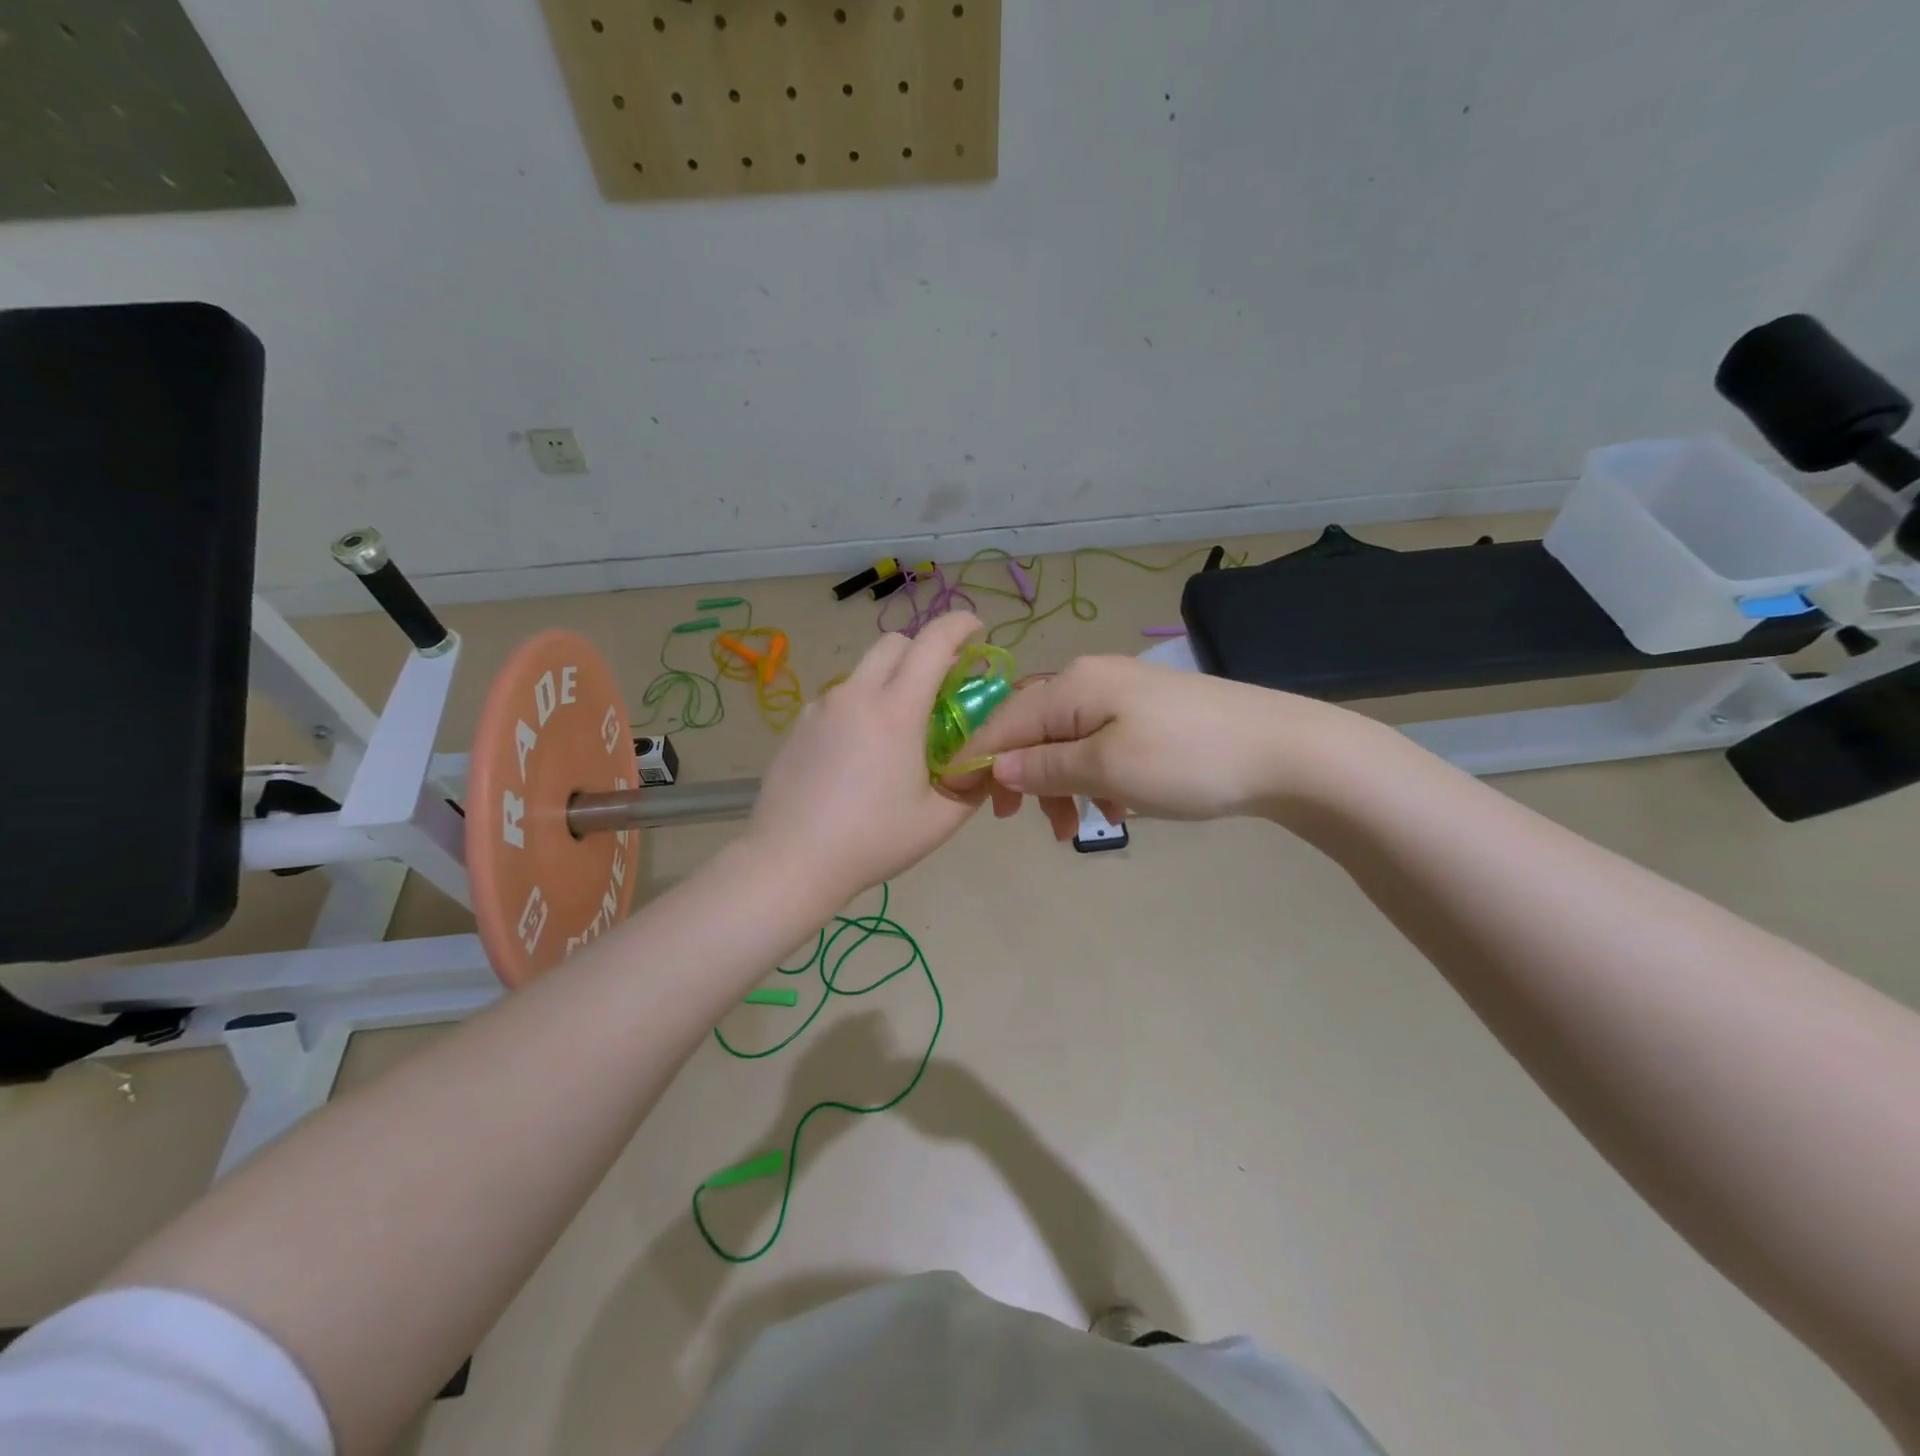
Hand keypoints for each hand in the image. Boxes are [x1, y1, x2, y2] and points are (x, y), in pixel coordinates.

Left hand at [743, 612, 987, 907]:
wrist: (790, 860)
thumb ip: (973, 783)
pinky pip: (840, 699)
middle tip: (941, 686)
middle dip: (925, 650)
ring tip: (898, 731)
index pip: (934, 643)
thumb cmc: (872, 841)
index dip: (961, 625)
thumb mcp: (940, 820)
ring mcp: (822, 707)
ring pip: (864, 671)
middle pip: (895, 643)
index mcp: (896, 711)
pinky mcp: (799, 724)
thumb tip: (988, 758)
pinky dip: (861, 706)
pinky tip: (859, 754)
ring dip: (890, 680)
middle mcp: (856, 695)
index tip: (977, 630)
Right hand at [963, 654, 1371, 840]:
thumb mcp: (1107, 768)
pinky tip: (1115, 808)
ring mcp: (1124, 695)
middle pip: (1033, 729)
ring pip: (1067, 741)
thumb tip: (998, 767)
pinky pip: (1100, 744)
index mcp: (1072, 685)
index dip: (978, 758)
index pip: (1004, 720)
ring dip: (1061, 785)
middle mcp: (1090, 679)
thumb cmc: (1186, 760)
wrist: (1286, 751)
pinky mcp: (1149, 714)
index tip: (960, 799)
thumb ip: (1045, 767)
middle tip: (1029, 824)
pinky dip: (1094, 778)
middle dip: (1025, 778)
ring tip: (1074, 828)